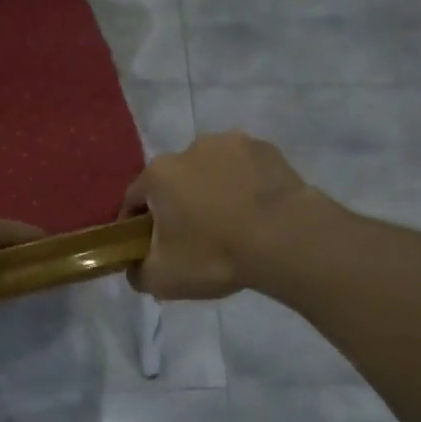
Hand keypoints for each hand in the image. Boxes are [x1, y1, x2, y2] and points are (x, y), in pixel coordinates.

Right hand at [120, 133, 319, 299]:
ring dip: (213, 191)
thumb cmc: (215, 254)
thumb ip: (137, 272)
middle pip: (174, 181)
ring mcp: (231, 143)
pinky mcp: (266, 148)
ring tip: (231, 224)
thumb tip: (134, 267)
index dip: (136, 225)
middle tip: (194, 239)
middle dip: (178, 205)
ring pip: (211, 171)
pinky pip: (244, 169)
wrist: (287, 238)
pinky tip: (257, 212)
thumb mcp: (163, 279)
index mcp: (158, 174)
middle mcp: (189, 148)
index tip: (149, 248)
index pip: (133, 199)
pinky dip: (244, 185)